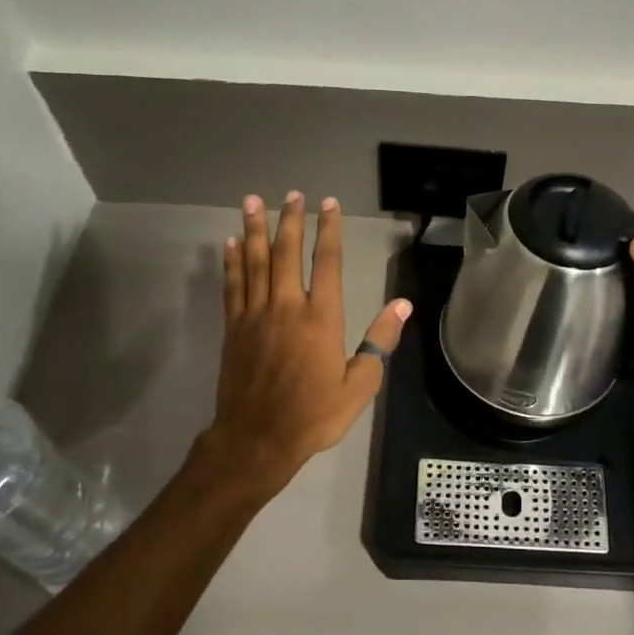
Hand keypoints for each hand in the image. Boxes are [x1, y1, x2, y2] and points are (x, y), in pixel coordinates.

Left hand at [205, 191, 411, 490]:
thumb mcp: (359, 386)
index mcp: (320, 318)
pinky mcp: (233, 328)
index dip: (328, 230)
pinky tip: (232, 243)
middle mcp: (286, 307)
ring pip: (255, 262)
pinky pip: (232, 286)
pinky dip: (232, 262)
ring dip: (255, 229)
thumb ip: (379, 343)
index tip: (328, 204)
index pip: (326, 263)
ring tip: (253, 201)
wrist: (256, 439)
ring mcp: (255, 315)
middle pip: (286, 253)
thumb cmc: (313, 415)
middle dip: (290, 220)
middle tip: (292, 195)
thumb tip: (402, 305)